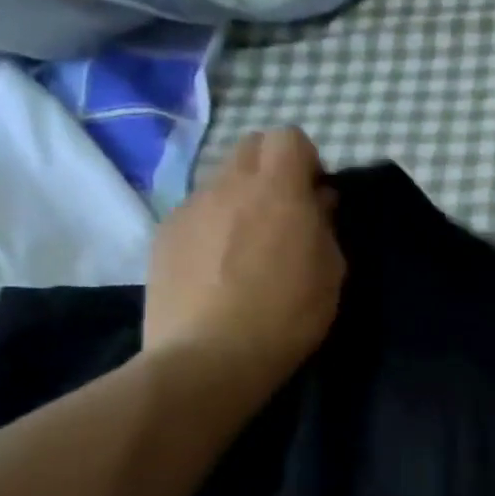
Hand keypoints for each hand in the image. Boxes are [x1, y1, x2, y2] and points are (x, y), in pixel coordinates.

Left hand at [142, 128, 344, 398]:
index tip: (314, 195)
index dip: (306, 159)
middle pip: (250, 145)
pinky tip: (216, 267)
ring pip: (220, 180)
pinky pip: (196, 212)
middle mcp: (229, 186)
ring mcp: (190, 208)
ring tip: (246, 245)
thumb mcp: (331, 274)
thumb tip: (317, 202)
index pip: (289, 137)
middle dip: (271, 167)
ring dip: (240, 197)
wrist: (207, 359)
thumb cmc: (286, 316)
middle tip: (283, 211)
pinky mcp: (163, 234)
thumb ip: (325, 226)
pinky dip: (212, 225)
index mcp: (277, 190)